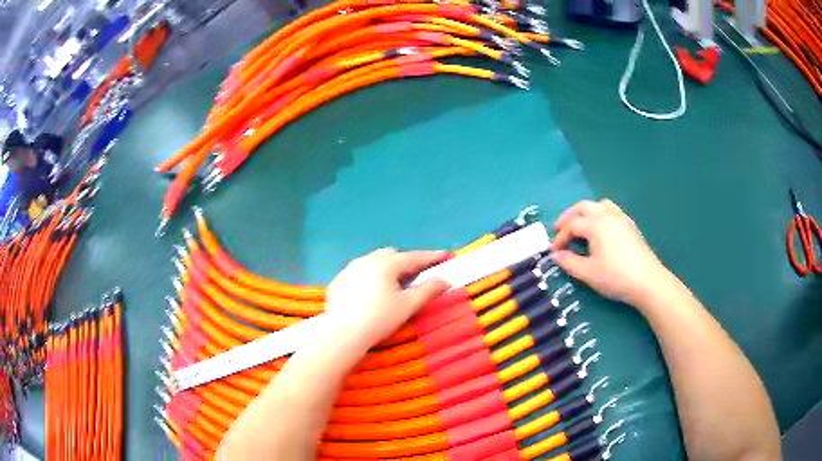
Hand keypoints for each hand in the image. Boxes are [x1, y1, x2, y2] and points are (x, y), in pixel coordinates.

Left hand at [325, 248, 449, 347]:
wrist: (342, 334)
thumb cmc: (379, 319)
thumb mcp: (408, 306)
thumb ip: (428, 290)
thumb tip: (444, 280)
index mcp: (386, 264)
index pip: (414, 257)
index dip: (432, 257)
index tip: (446, 256)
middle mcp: (366, 261)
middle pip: (392, 255)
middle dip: (406, 262)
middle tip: (416, 276)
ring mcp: (349, 270)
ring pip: (372, 262)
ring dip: (386, 268)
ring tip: (392, 285)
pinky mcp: (337, 282)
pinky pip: (358, 273)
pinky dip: (369, 278)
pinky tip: (369, 294)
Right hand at [551, 199, 672, 306]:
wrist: (647, 281)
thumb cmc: (616, 276)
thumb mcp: (588, 273)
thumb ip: (569, 262)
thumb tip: (556, 255)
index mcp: (595, 223)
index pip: (572, 225)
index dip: (560, 237)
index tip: (553, 251)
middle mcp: (607, 214)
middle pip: (583, 207)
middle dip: (569, 217)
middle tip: (560, 229)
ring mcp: (621, 218)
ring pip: (599, 205)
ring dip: (586, 213)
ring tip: (580, 226)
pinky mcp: (630, 225)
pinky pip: (611, 210)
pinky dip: (600, 215)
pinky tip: (600, 231)